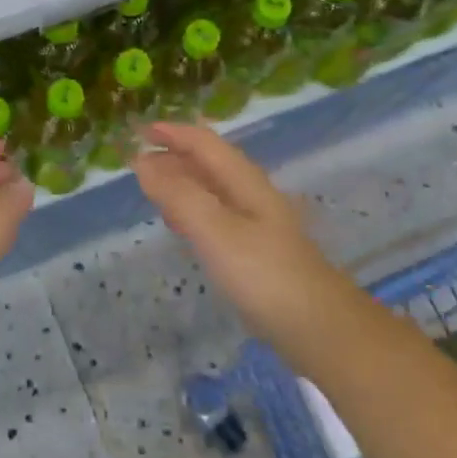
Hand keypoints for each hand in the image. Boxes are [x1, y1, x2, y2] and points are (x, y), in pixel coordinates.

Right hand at [132, 123, 360, 348]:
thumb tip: (142, 162)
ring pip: (211, 189)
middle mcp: (251, 195)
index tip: (139, 130)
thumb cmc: (263, 273)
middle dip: (174, 155)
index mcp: (244, 181)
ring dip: (181, 181)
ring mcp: (255, 224)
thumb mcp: (215, 229)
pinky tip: (181, 225)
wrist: (318, 327)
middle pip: (209, 163)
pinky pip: (214, 216)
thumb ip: (178, 194)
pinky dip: (190, 209)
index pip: (204, 143)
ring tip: (151, 186)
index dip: (173, 132)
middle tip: (138, 160)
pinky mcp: (254, 251)